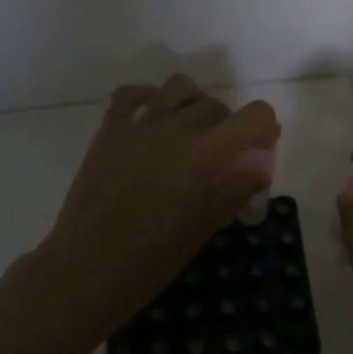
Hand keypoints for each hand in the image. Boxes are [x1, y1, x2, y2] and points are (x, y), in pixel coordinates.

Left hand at [32, 74, 279, 338]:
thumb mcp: (206, 226)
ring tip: (189, 130)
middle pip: (217, 106)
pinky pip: (132, 94)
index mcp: (208, 152)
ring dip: (193, 103)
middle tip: (220, 158)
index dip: (263, 128)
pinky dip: (149, 98)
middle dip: (227, 126)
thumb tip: (257, 167)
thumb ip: (235, 189)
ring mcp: (140, 123)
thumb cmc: (154, 256)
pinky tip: (152, 118)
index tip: (258, 150)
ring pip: (179, 87)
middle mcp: (178, 126)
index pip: (255, 115)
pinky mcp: (110, 129)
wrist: (89, 266)